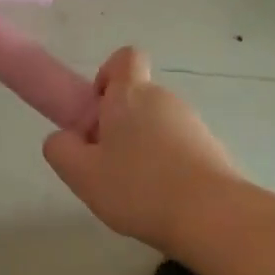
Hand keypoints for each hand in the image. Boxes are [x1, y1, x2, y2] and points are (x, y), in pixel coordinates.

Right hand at [43, 47, 241, 256]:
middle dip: (118, 125)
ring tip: (133, 190)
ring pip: (157, 126)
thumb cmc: (138, 188)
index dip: (107, 77)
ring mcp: (193, 124)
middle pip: (136, 98)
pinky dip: (166, 167)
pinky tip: (161, 200)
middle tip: (105, 164)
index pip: (124, 58)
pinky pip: (178, 149)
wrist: (213, 216)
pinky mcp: (212, 149)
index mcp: (130, 95)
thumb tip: (65, 138)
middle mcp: (164, 99)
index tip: (97, 113)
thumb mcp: (81, 173)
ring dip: (141, 149)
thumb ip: (60, 149)